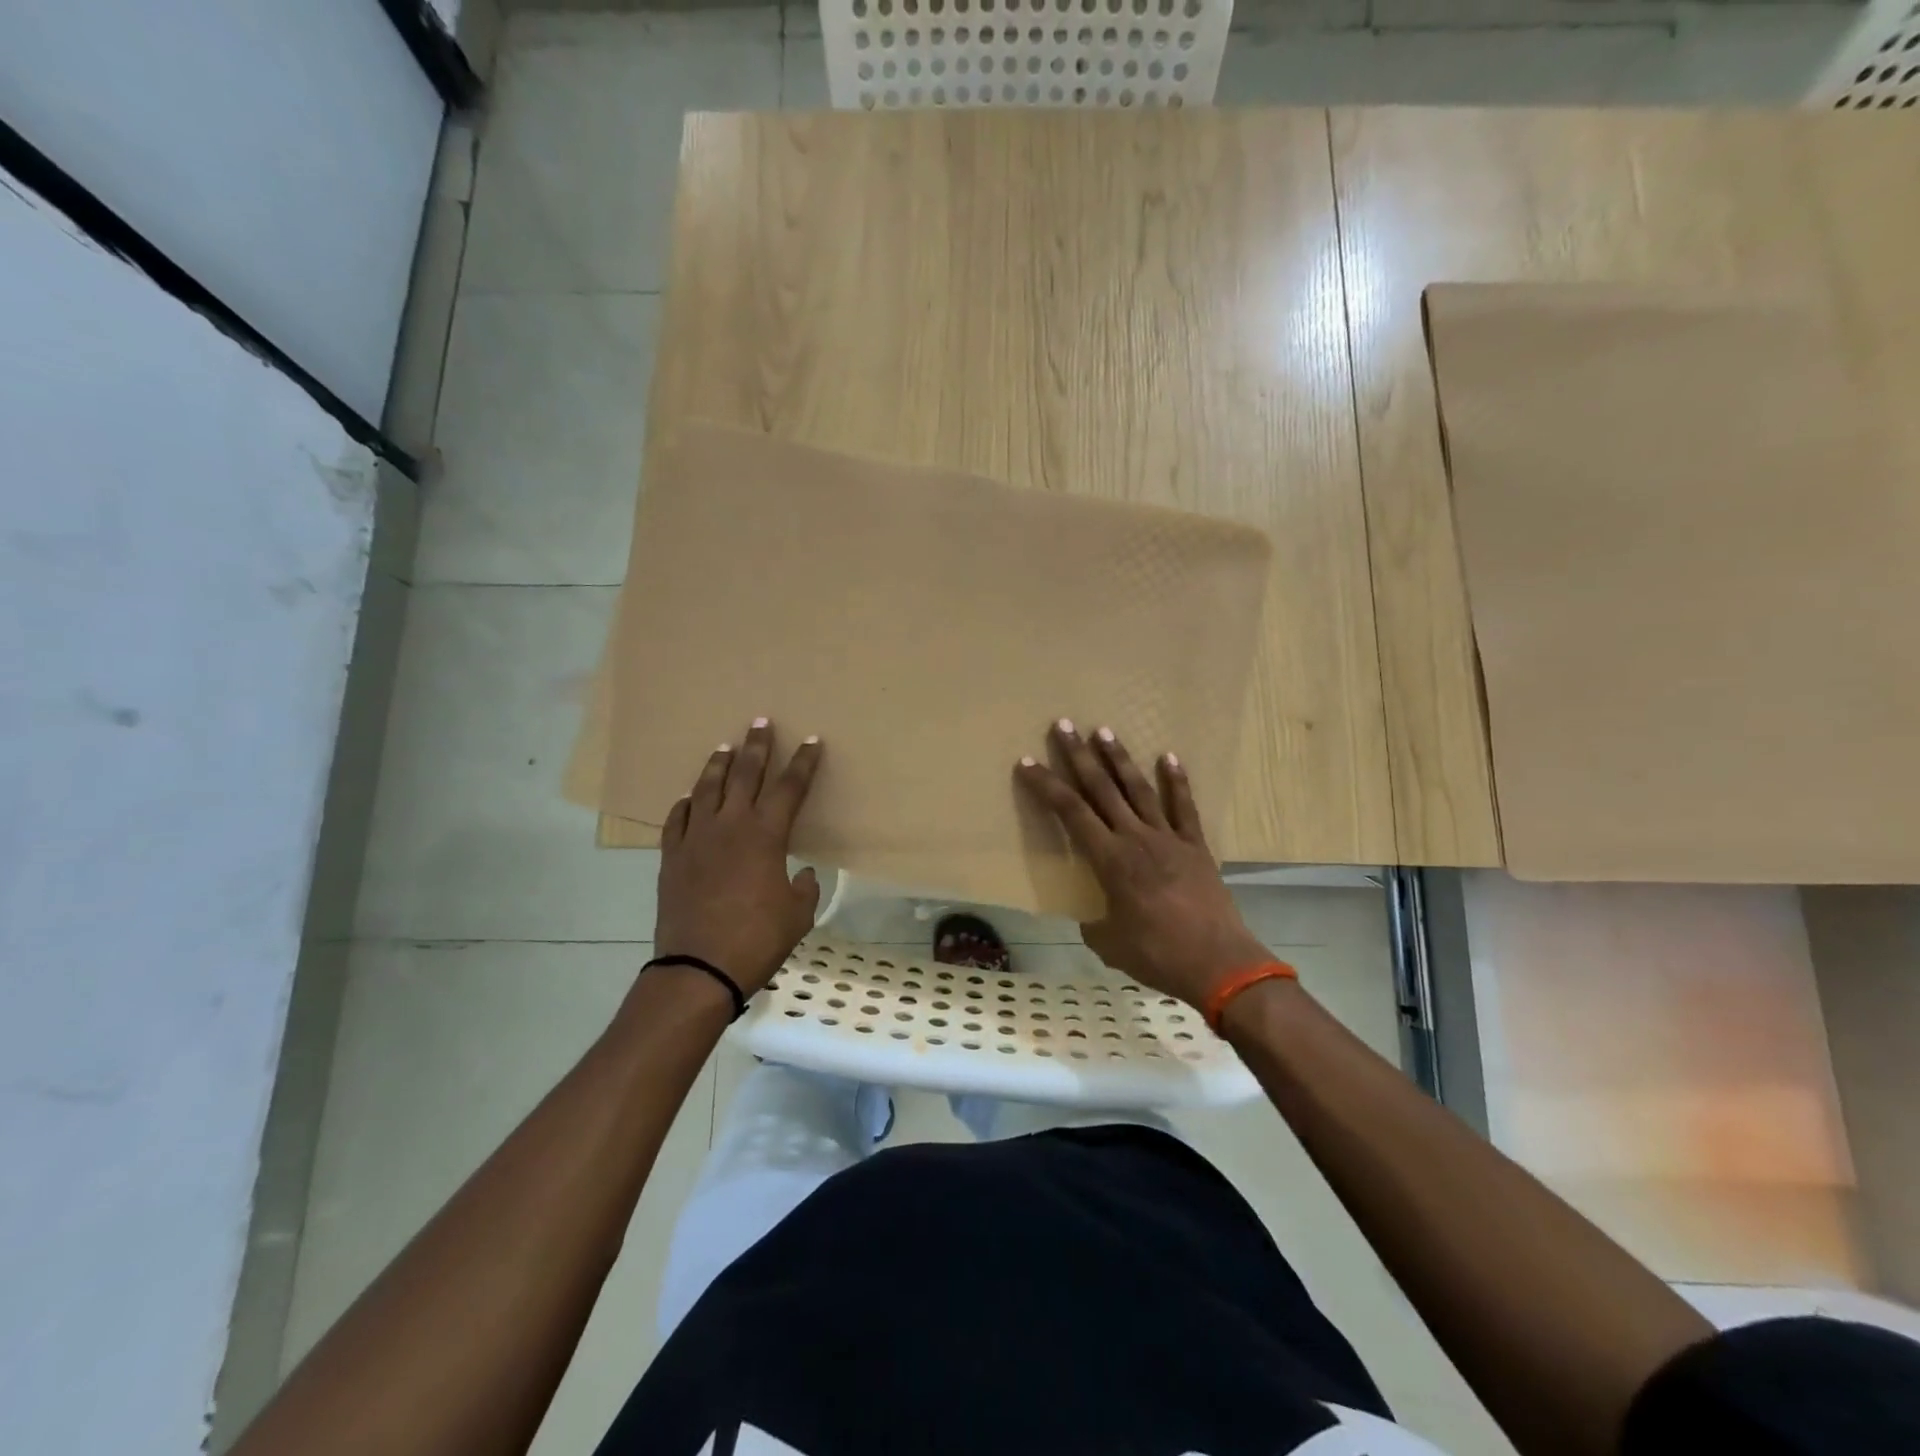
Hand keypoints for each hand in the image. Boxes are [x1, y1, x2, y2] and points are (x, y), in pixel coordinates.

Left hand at [654, 718, 823, 996]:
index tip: (812, 741)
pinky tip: (690, 798)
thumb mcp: (797, 914)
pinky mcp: (672, 857)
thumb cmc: (757, 939)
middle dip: (757, 746)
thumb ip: (803, 888)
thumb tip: (800, 874)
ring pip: (707, 789)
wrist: (699, 967)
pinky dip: (686, 804)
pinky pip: (678, 820)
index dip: (803, 762)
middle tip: (760, 722)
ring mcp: (697, 838)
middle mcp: (730, 826)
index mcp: (766, 835)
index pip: (790, 788)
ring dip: (718, 765)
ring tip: (725, 747)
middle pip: (745, 774)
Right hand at [1016, 720, 1270, 1009]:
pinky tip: (1169, 757)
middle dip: (1080, 756)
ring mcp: (1168, 838)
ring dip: (1120, 759)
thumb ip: (1095, 925)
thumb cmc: (1157, 955)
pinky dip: (1177, 781)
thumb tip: (1094, 919)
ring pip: (1139, 789)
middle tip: (1064, 725)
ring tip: (1104, 730)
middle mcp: (1135, 838)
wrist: (1218, 963)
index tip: (1028, 762)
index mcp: (1110, 860)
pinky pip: (1184, 807)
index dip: (1047, 785)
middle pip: (1101, 789)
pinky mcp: (1196, 846)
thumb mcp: (1110, 944)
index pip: (1070, 812)